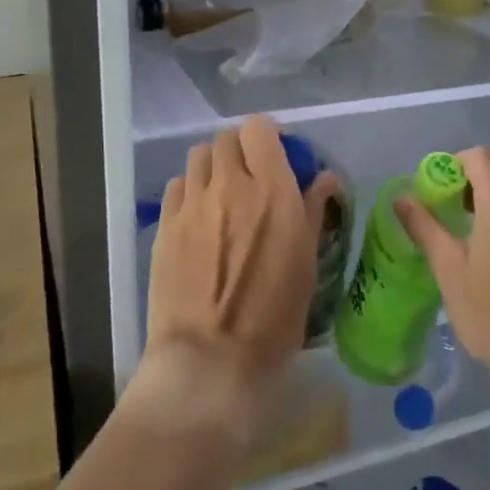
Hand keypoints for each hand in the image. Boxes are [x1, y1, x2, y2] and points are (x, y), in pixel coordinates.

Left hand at [135, 115, 323, 440]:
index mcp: (272, 190)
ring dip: (213, 166)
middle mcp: (230, 184)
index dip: (268, 136)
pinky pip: (178, 186)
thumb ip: (313, 210)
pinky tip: (198, 217)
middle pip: (227, 138)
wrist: (209, 360)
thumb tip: (325, 178)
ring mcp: (193, 203)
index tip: (277, 155)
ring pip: (198, 156)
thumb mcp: (306, 263)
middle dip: (240, 150)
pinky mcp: (165, 225)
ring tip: (221, 193)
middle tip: (250, 177)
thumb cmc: (272, 318)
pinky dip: (190, 190)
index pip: (260, 128)